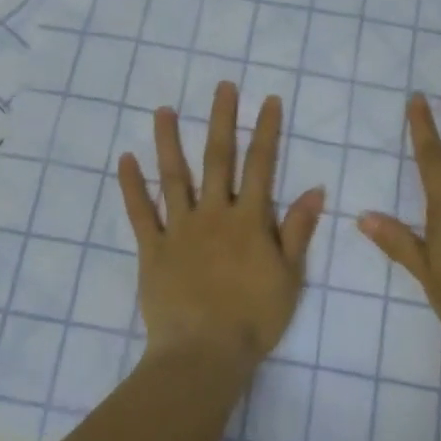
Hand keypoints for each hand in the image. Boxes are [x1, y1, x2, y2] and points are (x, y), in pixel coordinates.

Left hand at [118, 81, 325, 366]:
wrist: (204, 354)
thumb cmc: (254, 318)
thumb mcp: (289, 276)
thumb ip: (299, 230)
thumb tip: (315, 188)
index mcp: (249, 220)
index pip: (261, 165)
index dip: (266, 130)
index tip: (268, 100)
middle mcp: (214, 213)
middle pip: (218, 158)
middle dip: (221, 120)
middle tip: (222, 86)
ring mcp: (180, 228)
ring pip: (174, 176)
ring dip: (169, 141)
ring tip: (163, 110)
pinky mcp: (153, 248)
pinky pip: (140, 212)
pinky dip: (132, 186)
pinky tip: (125, 159)